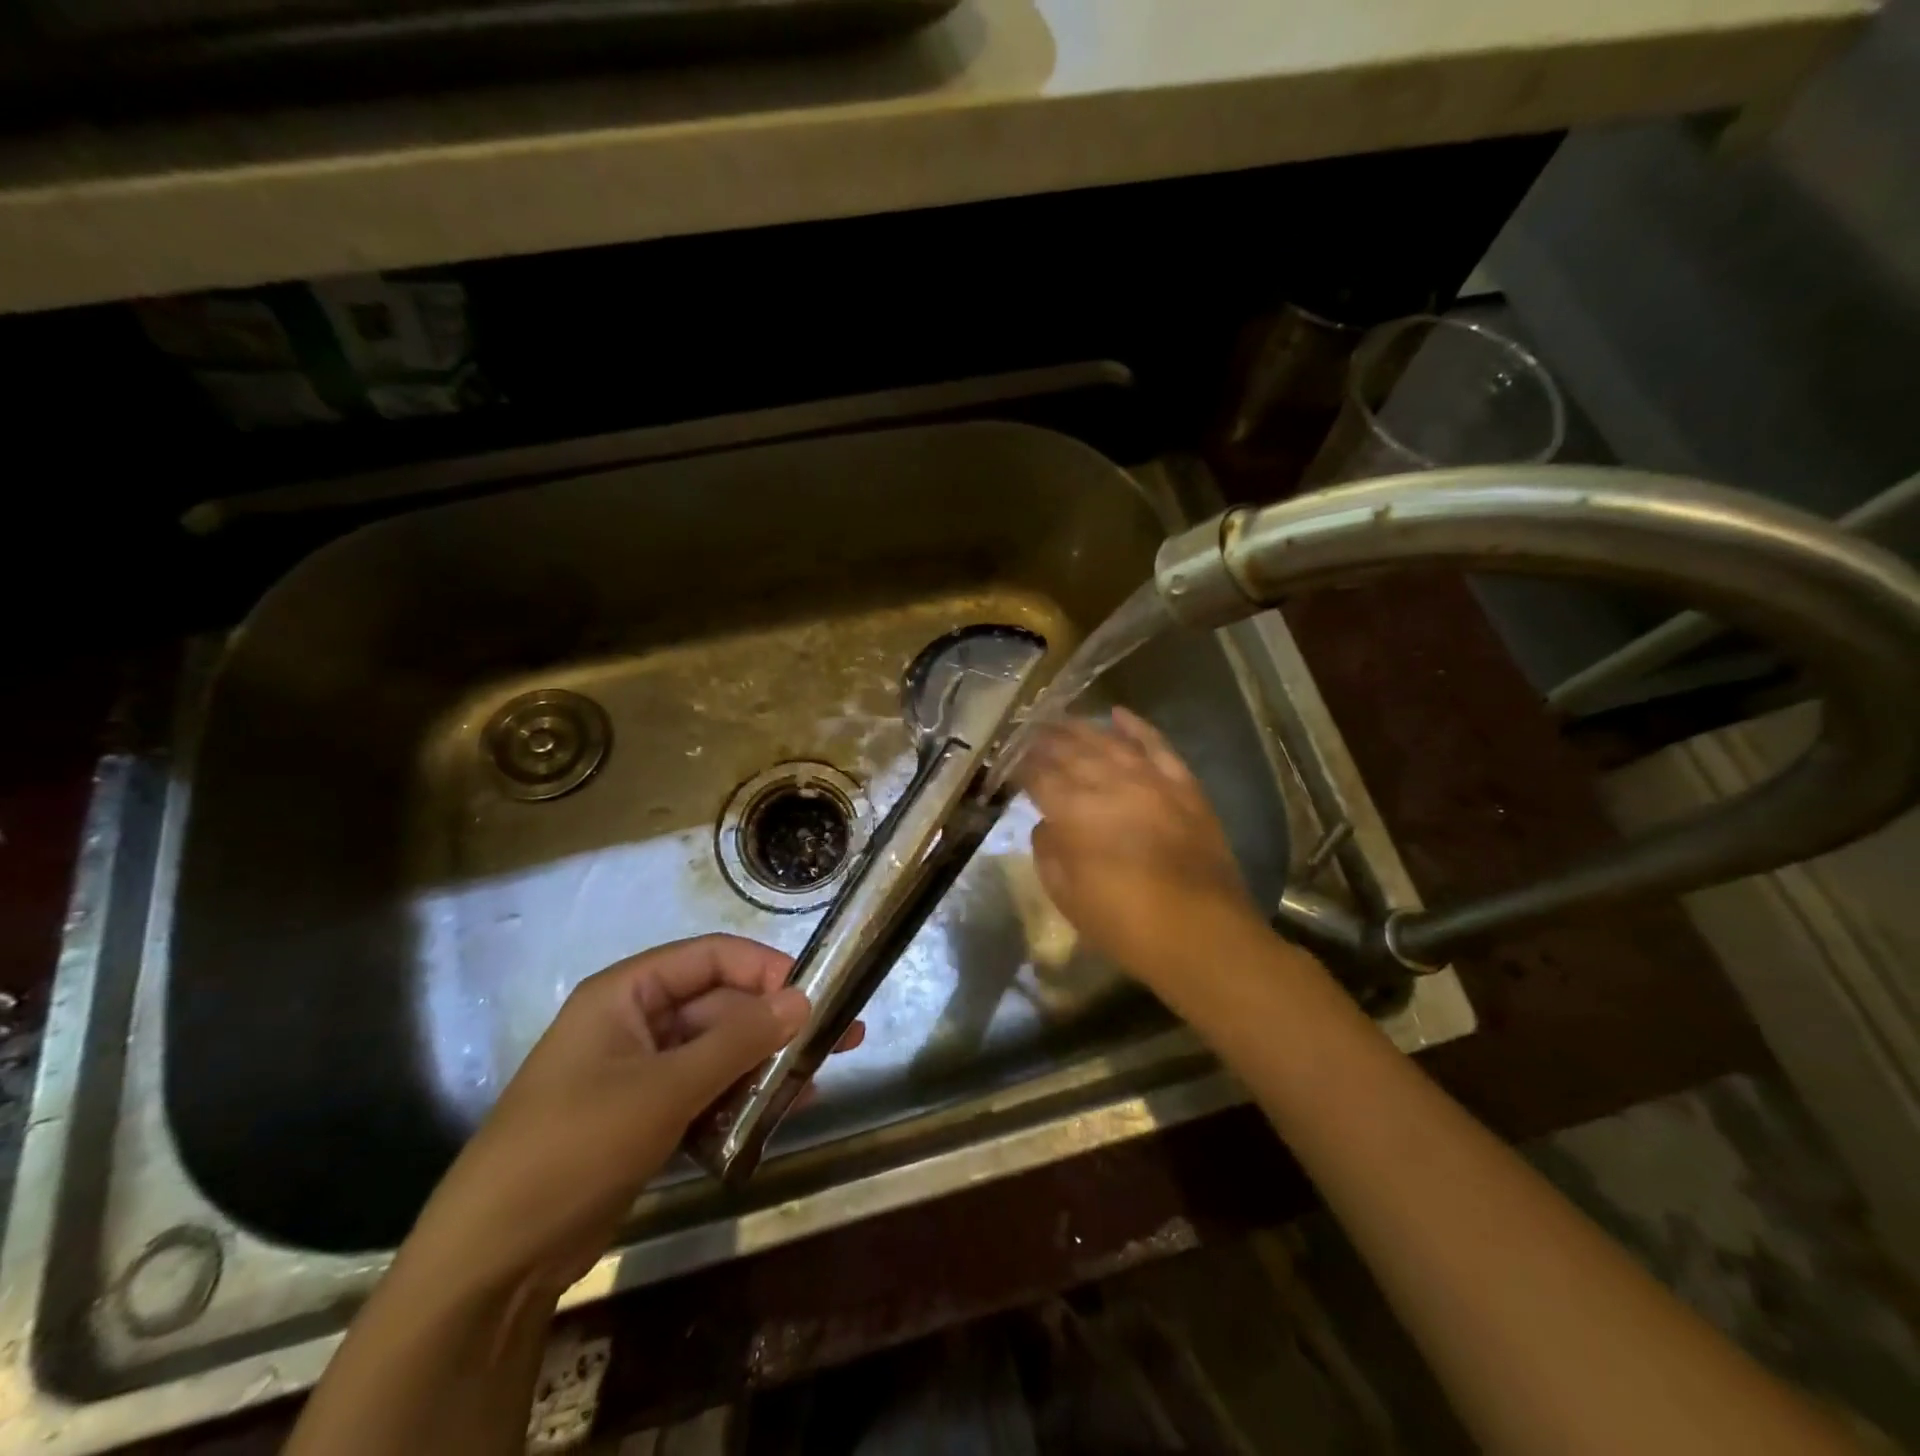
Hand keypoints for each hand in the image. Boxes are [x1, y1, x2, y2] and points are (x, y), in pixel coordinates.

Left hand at [404, 934, 860, 1298]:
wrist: (493, 1261)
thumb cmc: (575, 1146)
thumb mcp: (664, 1088)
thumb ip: (739, 1041)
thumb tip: (804, 1000)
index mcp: (626, 994)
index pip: (709, 958)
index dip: (764, 968)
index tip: (814, 991)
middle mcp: (636, 1023)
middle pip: (720, 1007)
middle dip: (775, 1024)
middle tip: (839, 1037)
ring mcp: (641, 1073)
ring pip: (718, 1052)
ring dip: (765, 1063)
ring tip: (821, 1076)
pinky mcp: (646, 1118)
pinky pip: (706, 1092)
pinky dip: (742, 1100)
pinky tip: (784, 1111)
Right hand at [1018, 707, 1265, 986]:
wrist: (1200, 933)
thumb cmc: (1124, 924)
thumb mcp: (1067, 897)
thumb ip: (1049, 853)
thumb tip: (1046, 824)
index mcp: (1074, 812)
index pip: (1040, 776)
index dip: (1022, 765)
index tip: (1011, 758)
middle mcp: (1109, 784)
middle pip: (1071, 752)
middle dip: (1046, 740)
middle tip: (1029, 730)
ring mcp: (1150, 780)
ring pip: (1109, 742)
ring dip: (1081, 728)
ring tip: (1060, 719)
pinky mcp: (1183, 786)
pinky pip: (1157, 746)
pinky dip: (1136, 727)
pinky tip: (1118, 714)